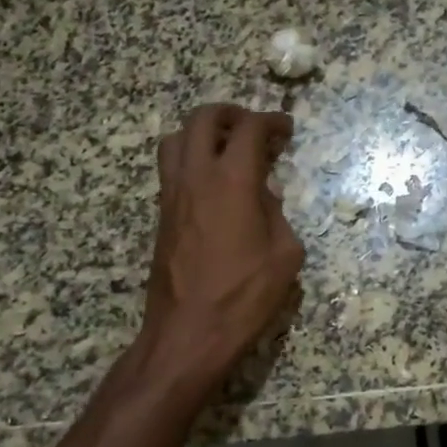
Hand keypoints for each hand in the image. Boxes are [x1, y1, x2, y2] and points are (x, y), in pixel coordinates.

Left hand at [140, 103, 304, 390]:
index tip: (285, 128)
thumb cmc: (244, 296)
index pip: (249, 129)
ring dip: (201, 133)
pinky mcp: (161, 215)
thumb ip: (277, 215)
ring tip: (225, 150)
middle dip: (231, 114)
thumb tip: (264, 196)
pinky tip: (213, 185)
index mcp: (232, 181)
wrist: (188, 333)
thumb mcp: (284, 255)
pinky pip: (170, 169)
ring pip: (176, 139)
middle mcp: (196, 177)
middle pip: (203, 119)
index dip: (271, 121)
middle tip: (252, 128)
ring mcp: (172, 194)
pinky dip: (190, 160)